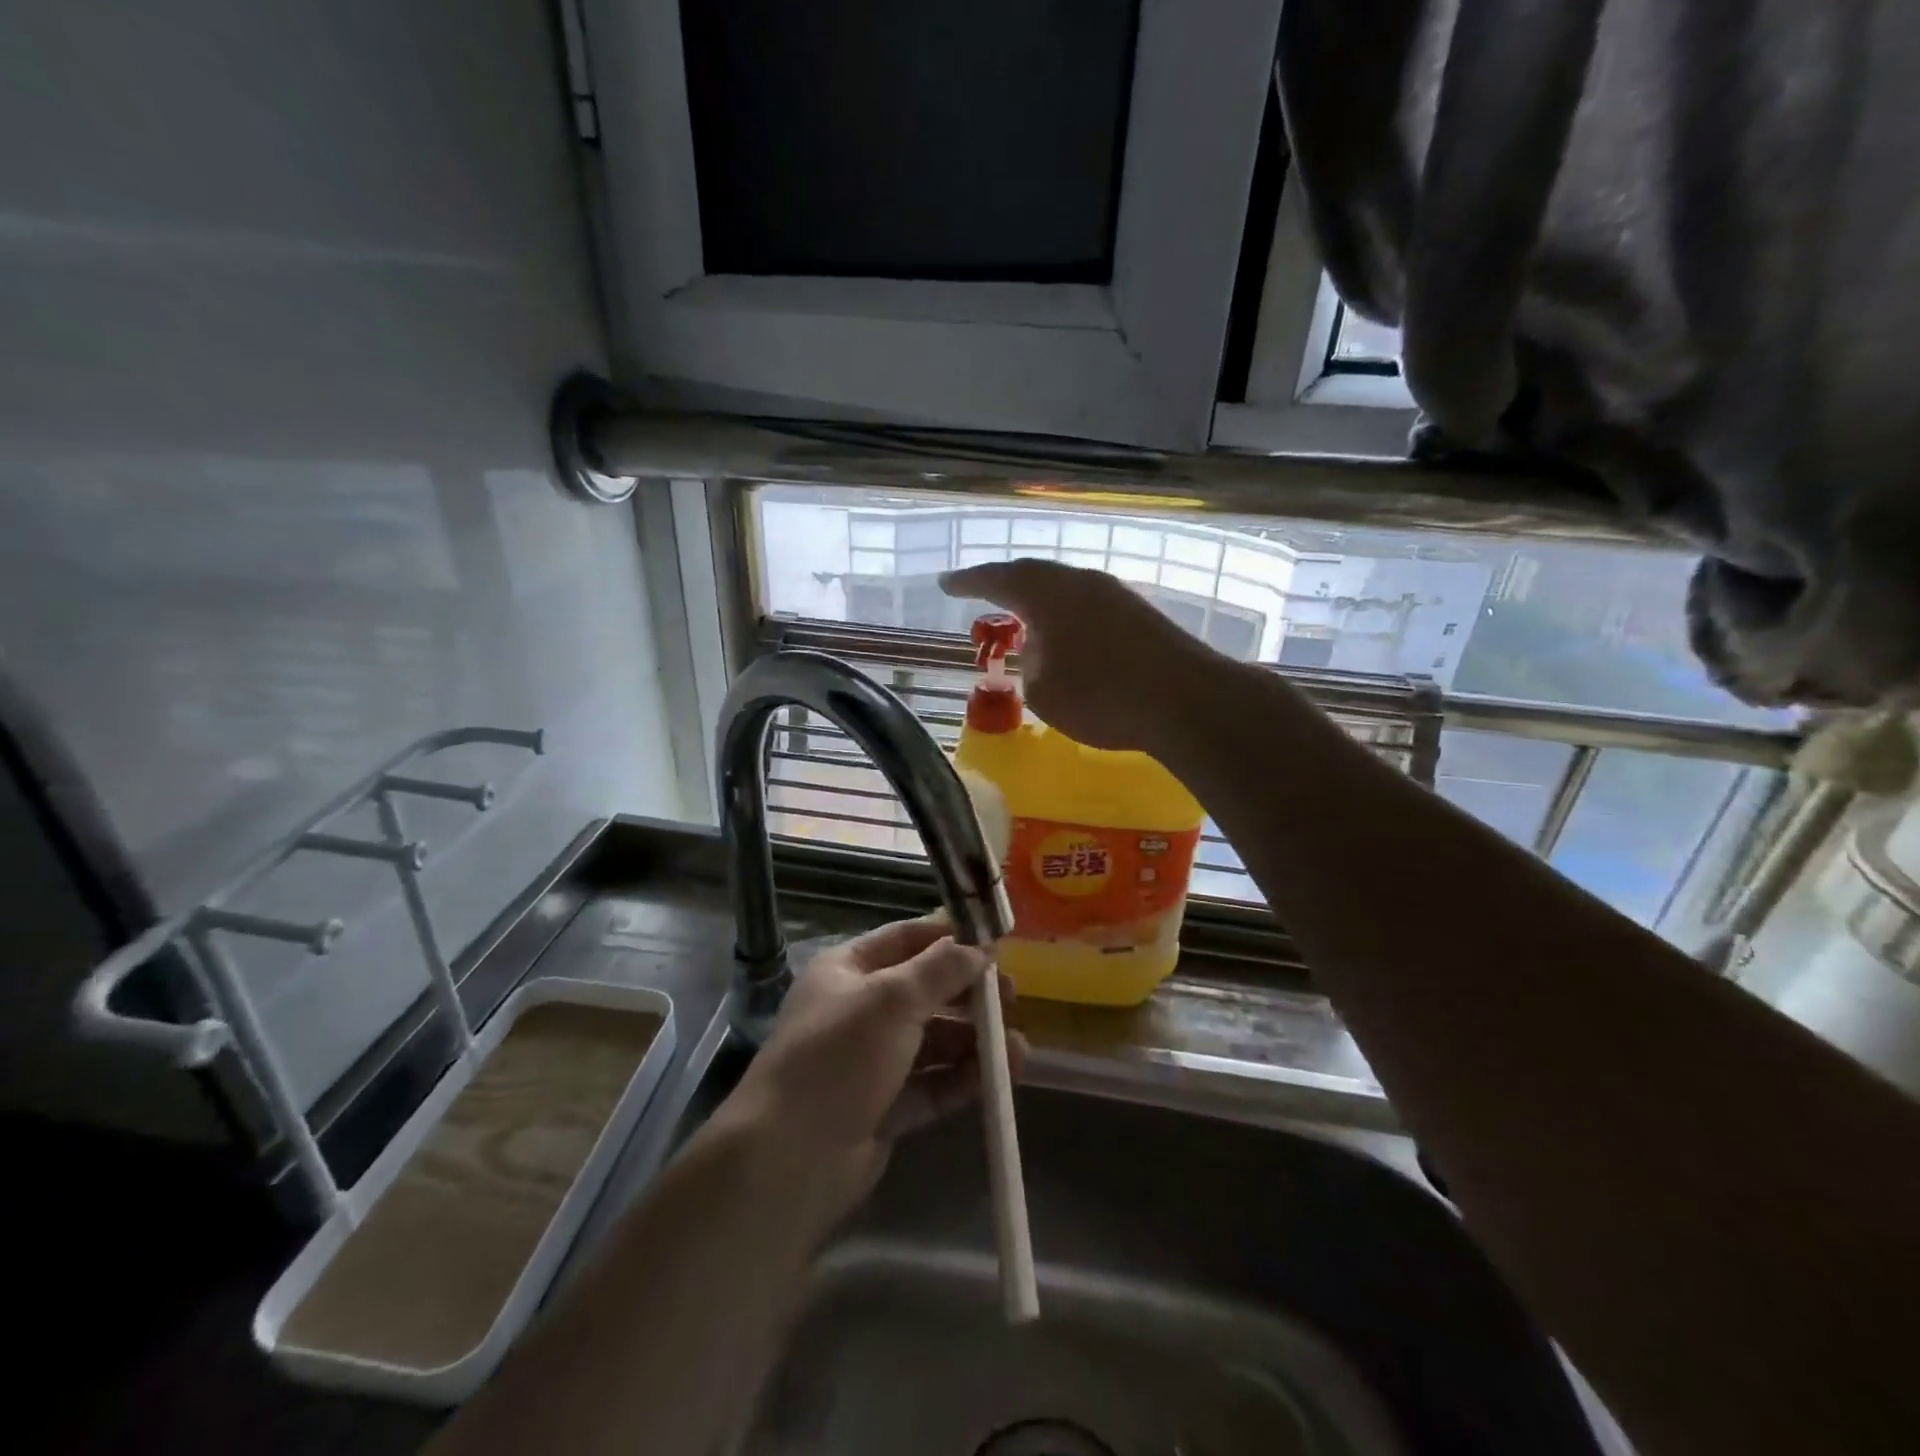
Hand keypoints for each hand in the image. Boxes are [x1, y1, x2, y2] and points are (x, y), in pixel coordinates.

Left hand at [717, 916, 1024, 1218]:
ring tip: (1017, 1051)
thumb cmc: (839, 1056)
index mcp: (848, 970)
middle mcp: (858, 1010)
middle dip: (967, 993)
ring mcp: (870, 1061)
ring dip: (973, 1041)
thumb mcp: (892, 1000)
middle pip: (924, 991)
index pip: (905, 939)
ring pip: (932, 1041)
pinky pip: (931, 1084)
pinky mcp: (883, 1107)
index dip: (949, 938)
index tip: (994, 943)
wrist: (790, 1159)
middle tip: (1010, 997)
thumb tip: (981, 945)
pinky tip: (996, 1080)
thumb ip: (941, 969)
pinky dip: (961, 1079)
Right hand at [941, 558, 1220, 752]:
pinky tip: (1067, 638)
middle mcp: (1081, 582)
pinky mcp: (1141, 614)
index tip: (945, 584)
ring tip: (1022, 619)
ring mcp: (1115, 594)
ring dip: (1040, 603)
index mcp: (1048, 593)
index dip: (968, 582)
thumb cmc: (1101, 697)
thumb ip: (1030, 663)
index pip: (997, 579)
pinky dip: (1068, 618)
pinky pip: (1089, 606)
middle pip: (1034, 576)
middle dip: (1005, 586)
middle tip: (980, 594)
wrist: (1185, 700)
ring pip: (1065, 589)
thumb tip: (1041, 648)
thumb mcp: (1043, 691)